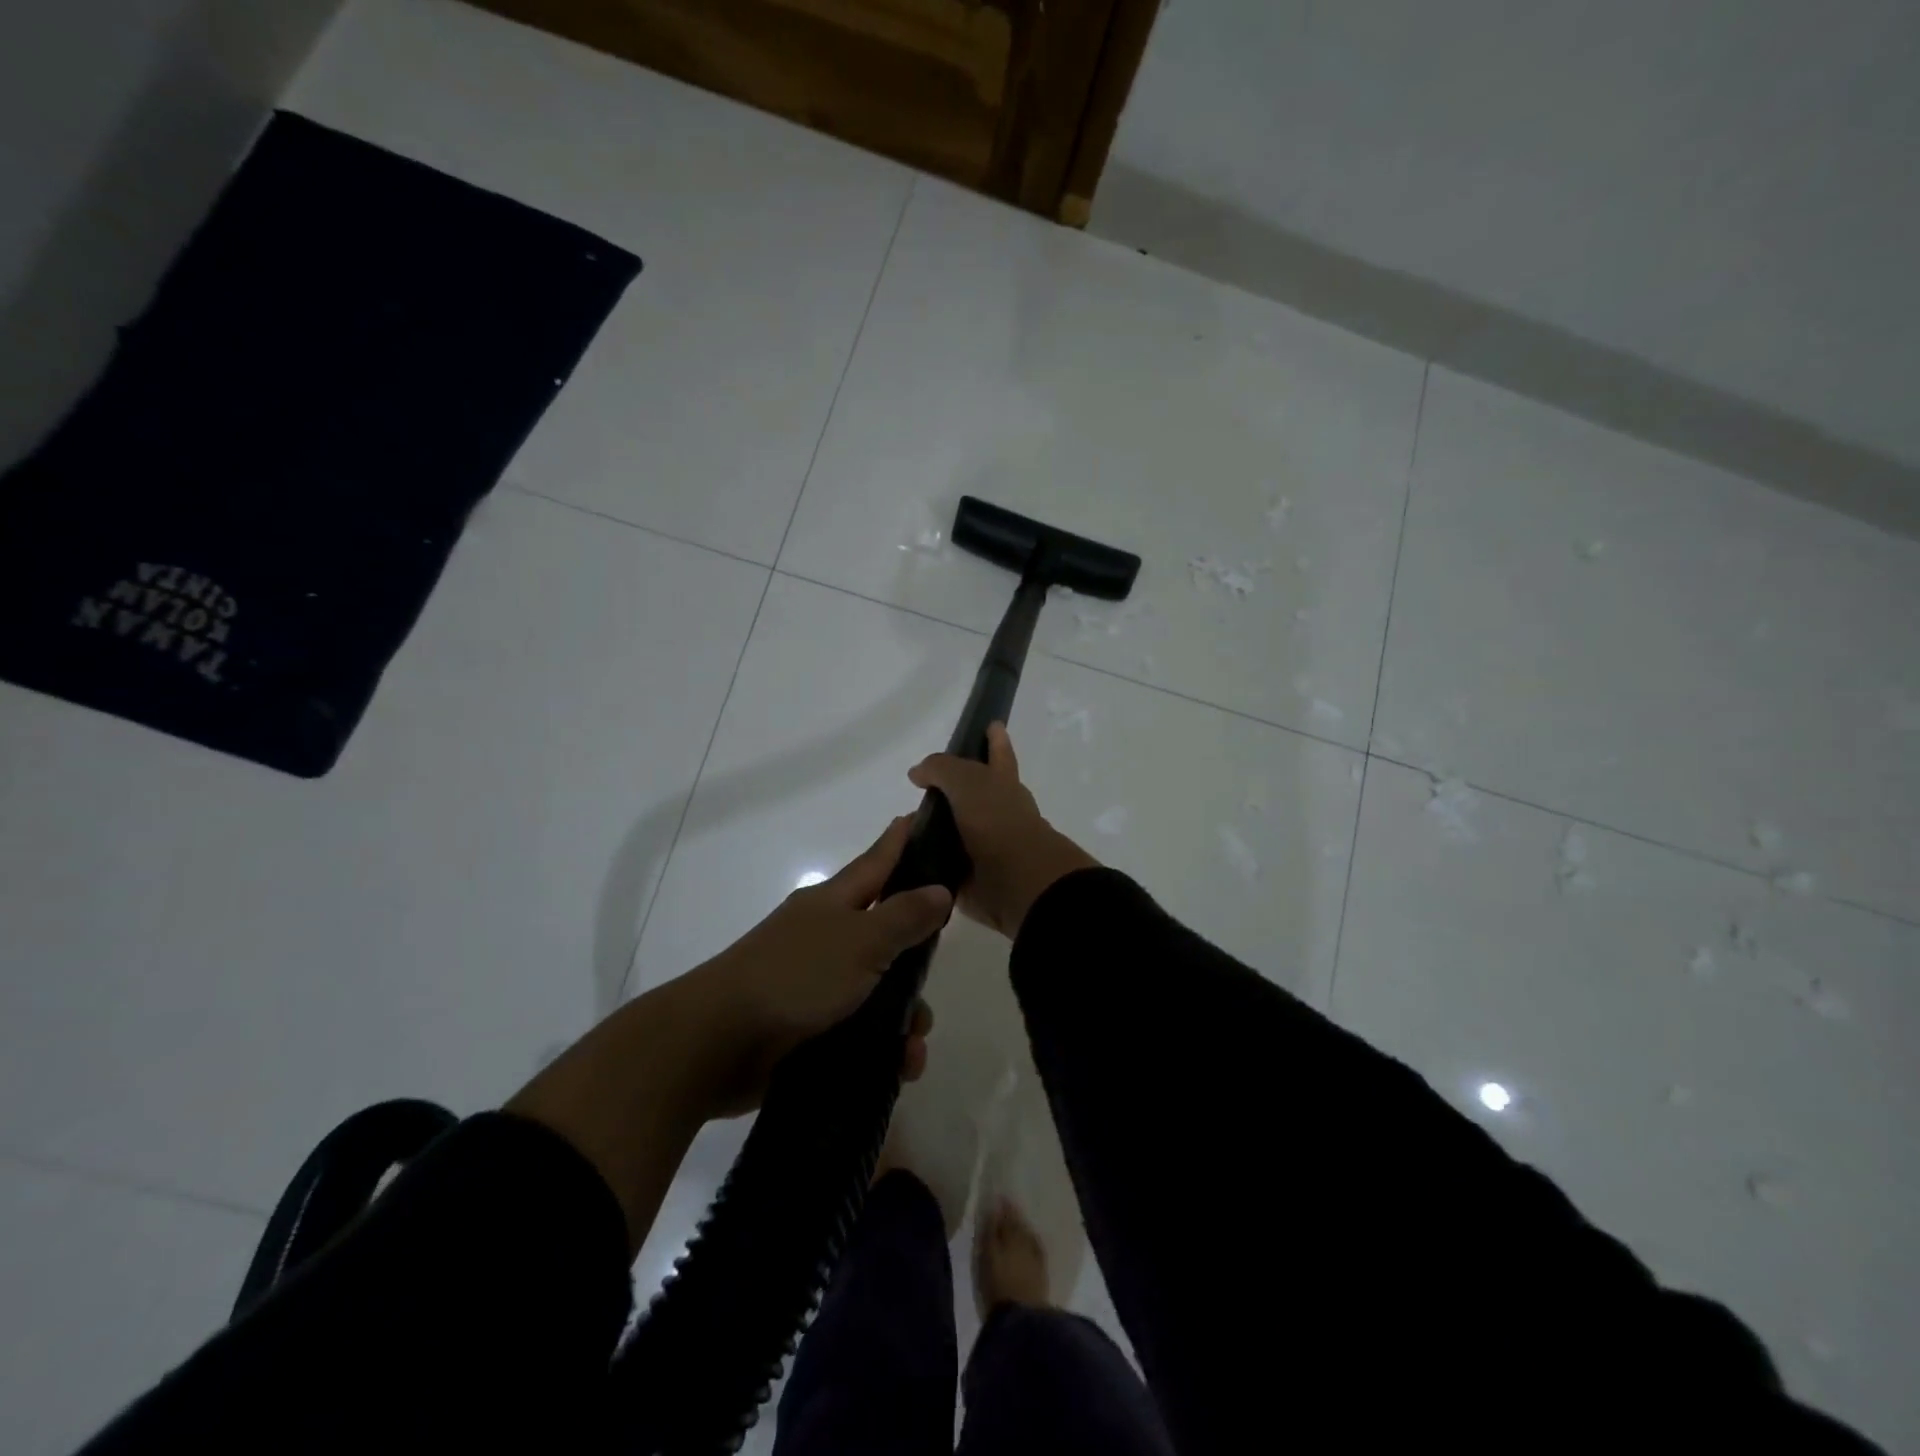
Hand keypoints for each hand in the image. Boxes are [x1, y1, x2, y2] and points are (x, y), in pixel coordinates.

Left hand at [687, 815, 950, 1116]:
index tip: (922, 816)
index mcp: (834, 903)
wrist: (718, 1043)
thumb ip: (904, 916)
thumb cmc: (795, 976)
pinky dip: (883, 1048)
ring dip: (904, 1017)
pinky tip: (900, 1066)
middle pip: (885, 931)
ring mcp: (815, 982)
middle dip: (916, 956)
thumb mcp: (860, 941)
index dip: (901, 841)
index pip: (877, 861)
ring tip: (914, 1046)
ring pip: (878, 990)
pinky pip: (861, 1031)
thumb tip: (940, 888)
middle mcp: (826, 936)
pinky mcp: (810, 1027)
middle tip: (936, 973)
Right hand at [908, 722, 1097, 937]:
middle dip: (950, 791)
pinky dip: (925, 861)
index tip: (991, 725)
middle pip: (972, 794)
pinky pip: (941, 865)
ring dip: (931, 829)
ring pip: (954, 831)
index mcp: (1002, 785)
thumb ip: (941, 768)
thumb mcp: (967, 780)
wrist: (1016, 881)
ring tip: (900, 825)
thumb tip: (918, 773)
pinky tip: (901, 857)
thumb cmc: (997, 821)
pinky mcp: (970, 878)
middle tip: (921, 790)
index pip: (998, 754)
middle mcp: (996, 813)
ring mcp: (984, 847)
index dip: (995, 740)